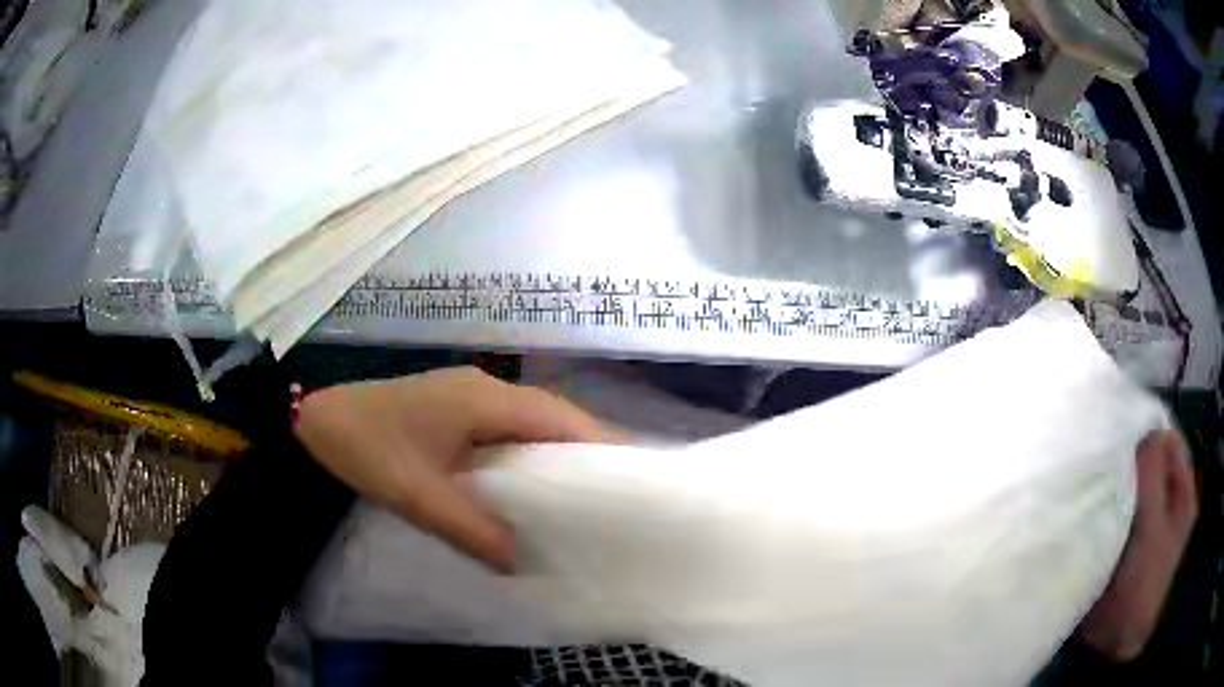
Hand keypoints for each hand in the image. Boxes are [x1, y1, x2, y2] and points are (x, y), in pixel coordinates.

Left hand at [294, 367, 608, 571]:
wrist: (314, 421)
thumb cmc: (366, 448)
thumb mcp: (418, 496)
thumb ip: (472, 531)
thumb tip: (523, 564)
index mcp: (484, 400)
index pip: (561, 417)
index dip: (601, 443)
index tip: (633, 478)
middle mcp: (486, 391)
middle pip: (553, 416)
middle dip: (587, 451)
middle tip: (617, 495)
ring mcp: (469, 398)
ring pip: (530, 423)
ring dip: (557, 454)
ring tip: (586, 496)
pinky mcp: (454, 411)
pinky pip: (506, 431)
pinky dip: (527, 456)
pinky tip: (531, 487)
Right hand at [1078, 429, 1197, 660]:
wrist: (1110, 643)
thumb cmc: (1140, 584)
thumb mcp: (1152, 527)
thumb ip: (1152, 475)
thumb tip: (1142, 429)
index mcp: (1182, 494)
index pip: (1170, 443)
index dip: (1148, 435)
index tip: (1119, 436)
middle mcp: (1167, 503)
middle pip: (1151, 464)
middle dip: (1130, 459)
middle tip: (1104, 459)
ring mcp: (1146, 524)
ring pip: (1133, 486)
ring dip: (1117, 482)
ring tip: (1094, 478)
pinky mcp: (1124, 541)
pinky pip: (1118, 508)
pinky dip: (1107, 502)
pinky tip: (1090, 502)